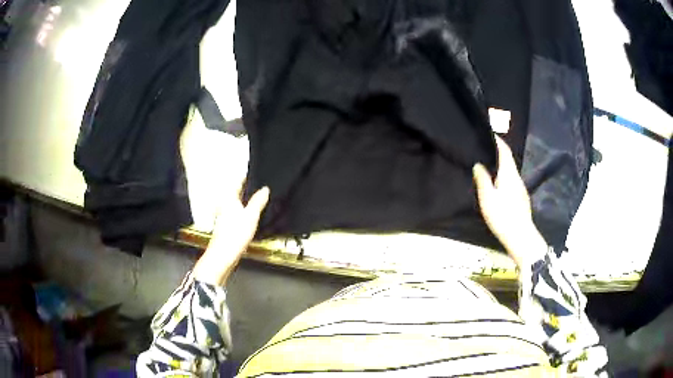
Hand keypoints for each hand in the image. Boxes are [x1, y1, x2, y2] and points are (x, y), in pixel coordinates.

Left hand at [192, 183, 269, 285]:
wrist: (223, 255)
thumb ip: (258, 201)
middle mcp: (223, 206)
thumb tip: (265, 189)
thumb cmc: (234, 236)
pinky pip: (234, 214)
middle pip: (235, 193)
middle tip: (254, 185)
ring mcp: (223, 217)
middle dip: (244, 189)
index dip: (245, 177)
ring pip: (234, 204)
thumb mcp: (251, 216)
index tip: (251, 173)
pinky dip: (241, 212)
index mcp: (228, 199)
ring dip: (243, 201)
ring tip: (253, 199)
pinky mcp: (225, 227)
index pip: (237, 182)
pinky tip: (247, 217)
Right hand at [472, 135, 545, 266]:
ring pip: (510, 171)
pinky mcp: (521, 198)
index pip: (505, 151)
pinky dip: (504, 175)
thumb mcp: (488, 199)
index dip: (498, 141)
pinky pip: (511, 180)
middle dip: (498, 152)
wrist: (521, 237)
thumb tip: (477, 164)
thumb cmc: (503, 217)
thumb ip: (482, 180)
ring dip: (500, 165)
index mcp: (509, 174)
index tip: (489, 133)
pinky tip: (497, 184)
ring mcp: (521, 189)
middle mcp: (517, 178)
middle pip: (508, 160)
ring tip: (487, 165)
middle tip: (484, 149)